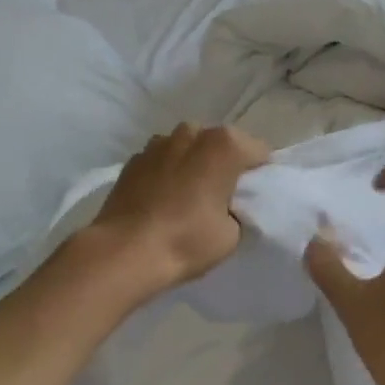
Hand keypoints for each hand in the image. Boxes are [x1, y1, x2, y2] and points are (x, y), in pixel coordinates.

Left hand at [81, 123, 269, 300]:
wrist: (124, 251)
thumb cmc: (186, 240)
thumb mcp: (232, 234)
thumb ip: (236, 209)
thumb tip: (225, 205)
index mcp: (223, 145)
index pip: (258, 152)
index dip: (260, 174)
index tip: (253, 197)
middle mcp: (191, 133)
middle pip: (219, 144)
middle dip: (223, 164)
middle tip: (222, 197)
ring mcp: (157, 143)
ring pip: (187, 149)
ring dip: (192, 165)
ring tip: (188, 197)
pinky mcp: (133, 160)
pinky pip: (161, 162)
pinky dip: (166, 174)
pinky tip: (162, 200)